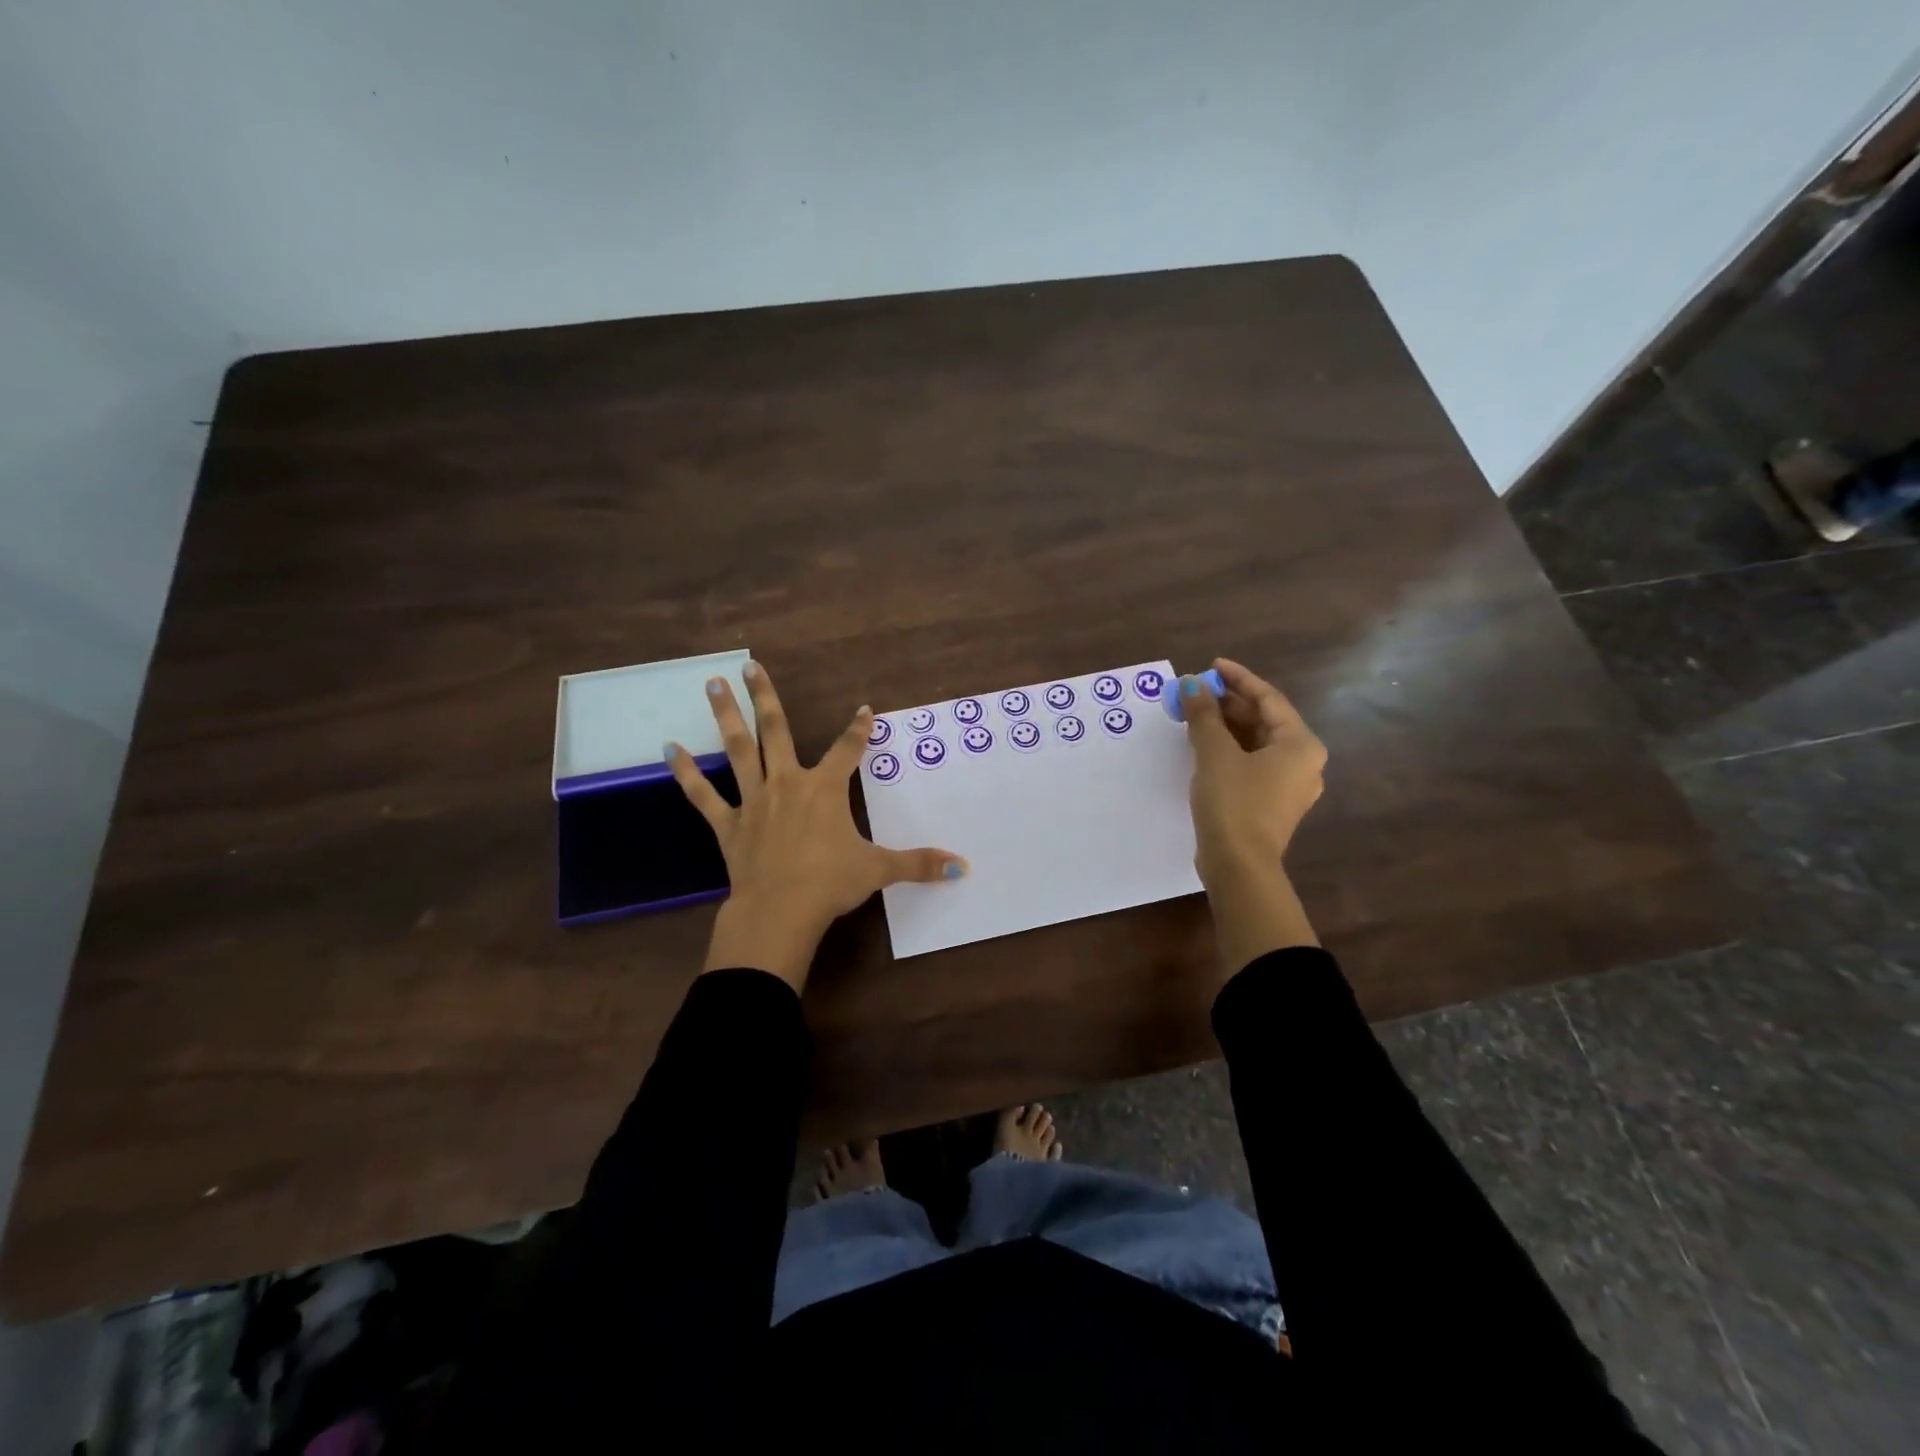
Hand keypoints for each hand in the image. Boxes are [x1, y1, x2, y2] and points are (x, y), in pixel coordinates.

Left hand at [668, 661, 965, 991]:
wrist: (781, 910)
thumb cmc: (831, 884)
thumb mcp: (880, 870)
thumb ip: (920, 864)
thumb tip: (963, 867)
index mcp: (825, 790)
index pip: (848, 750)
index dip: (859, 729)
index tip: (864, 709)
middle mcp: (788, 783)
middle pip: (776, 730)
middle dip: (765, 697)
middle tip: (750, 666)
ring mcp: (754, 800)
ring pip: (738, 749)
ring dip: (726, 715)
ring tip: (713, 684)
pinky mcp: (728, 824)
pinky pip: (703, 794)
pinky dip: (686, 773)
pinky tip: (670, 750)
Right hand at [1180, 658, 1325, 967]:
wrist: (1238, 866)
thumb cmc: (1233, 802)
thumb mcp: (1215, 752)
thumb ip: (1204, 714)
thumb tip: (1192, 684)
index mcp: (1300, 744)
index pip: (1269, 699)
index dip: (1239, 679)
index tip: (1212, 666)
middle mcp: (1303, 762)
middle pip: (1265, 721)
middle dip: (1230, 703)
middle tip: (1198, 691)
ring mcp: (1289, 786)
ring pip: (1257, 744)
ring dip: (1227, 726)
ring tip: (1195, 714)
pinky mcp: (1271, 805)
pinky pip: (1252, 764)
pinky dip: (1230, 750)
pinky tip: (1204, 745)